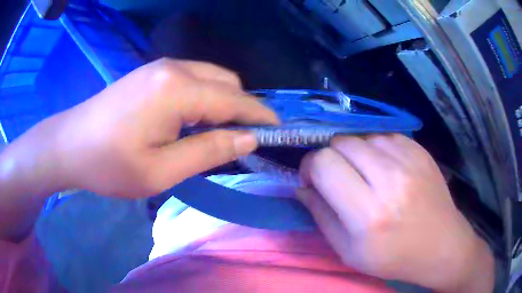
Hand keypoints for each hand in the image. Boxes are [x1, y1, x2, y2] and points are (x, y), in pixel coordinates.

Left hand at [46, 58, 276, 196]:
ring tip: (221, 131)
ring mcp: (160, 67)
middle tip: (245, 138)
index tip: (278, 130)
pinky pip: (192, 78)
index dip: (259, 116)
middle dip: (243, 107)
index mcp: (177, 90)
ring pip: (210, 77)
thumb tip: (247, 139)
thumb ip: (208, 151)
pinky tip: (194, 118)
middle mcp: (174, 68)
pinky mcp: (150, 72)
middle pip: (226, 82)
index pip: (234, 100)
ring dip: (223, 101)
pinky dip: (204, 96)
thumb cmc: (109, 165)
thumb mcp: (160, 171)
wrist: (68, 144)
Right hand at [297, 135, 493, 292]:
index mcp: (368, 214)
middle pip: (341, 143)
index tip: (312, 179)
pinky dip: (377, 149)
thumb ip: (321, 216)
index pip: (324, 164)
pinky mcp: (421, 151)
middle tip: (338, 177)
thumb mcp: (348, 252)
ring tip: (365, 174)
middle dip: (331, 158)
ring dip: (355, 153)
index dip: (309, 166)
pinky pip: (386, 136)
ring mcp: (410, 160)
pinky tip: (385, 168)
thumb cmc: (393, 257)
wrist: (441, 245)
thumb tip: (302, 187)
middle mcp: (390, 180)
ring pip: (363, 137)